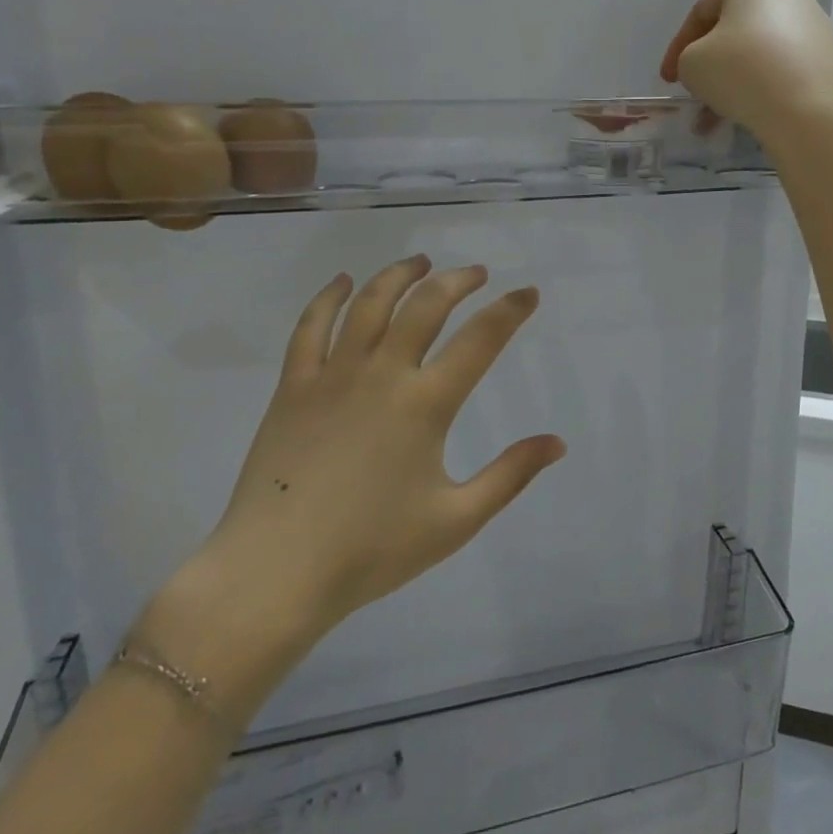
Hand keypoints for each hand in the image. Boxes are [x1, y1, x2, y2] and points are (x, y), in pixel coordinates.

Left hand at [141, 257, 563, 714]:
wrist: (275, 572)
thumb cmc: (371, 550)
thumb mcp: (456, 521)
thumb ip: (510, 476)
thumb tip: (557, 443)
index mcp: (426, 404)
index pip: (480, 340)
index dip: (510, 310)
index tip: (528, 292)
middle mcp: (383, 374)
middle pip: (426, 305)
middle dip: (457, 281)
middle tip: (475, 273)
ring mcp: (333, 375)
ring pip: (370, 303)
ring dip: (399, 275)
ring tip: (420, 262)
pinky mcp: (294, 386)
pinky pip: (310, 326)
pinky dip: (329, 297)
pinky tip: (343, 281)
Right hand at [660, 0, 832, 152]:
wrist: (811, 111)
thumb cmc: (741, 73)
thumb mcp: (691, 64)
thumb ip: (689, 59)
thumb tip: (710, 67)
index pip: (702, 12)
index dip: (678, 48)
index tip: (669, 80)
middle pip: (736, 30)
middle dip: (712, 64)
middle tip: (697, 92)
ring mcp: (819, 25)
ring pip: (763, 53)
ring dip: (737, 81)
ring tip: (721, 116)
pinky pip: (789, 71)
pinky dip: (767, 88)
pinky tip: (754, 114)